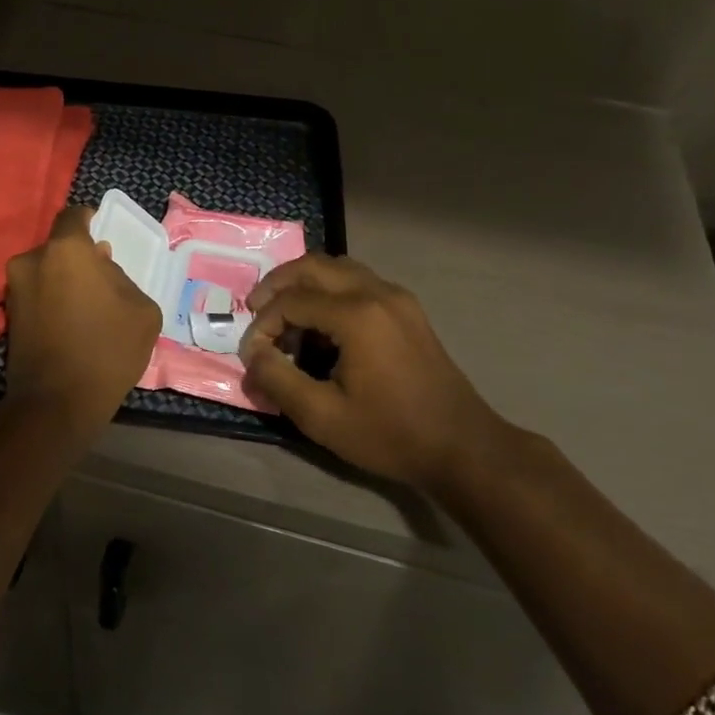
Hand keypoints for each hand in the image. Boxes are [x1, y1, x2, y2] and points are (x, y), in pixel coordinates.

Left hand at [5, 205, 161, 425]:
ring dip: (64, 280)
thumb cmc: (107, 349)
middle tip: (102, 280)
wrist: (57, 402)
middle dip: (79, 258)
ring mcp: (14, 289)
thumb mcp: (141, 309)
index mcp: (65, 250)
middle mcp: (32, 260)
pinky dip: (51, 300)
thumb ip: (121, 277)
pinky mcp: (8, 316)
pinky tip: (70, 323)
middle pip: (59, 248)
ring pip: (46, 271)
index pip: (74, 216)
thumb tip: (102, 270)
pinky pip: (36, 294)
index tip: (102, 232)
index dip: (89, 220)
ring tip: (87, 307)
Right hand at [239, 253, 504, 490]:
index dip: (263, 324)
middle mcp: (378, 293)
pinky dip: (329, 291)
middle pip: (313, 266)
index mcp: (357, 315)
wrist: (462, 447)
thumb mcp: (322, 416)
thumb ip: (277, 379)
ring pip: (337, 268)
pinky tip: (320, 325)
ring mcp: (397, 298)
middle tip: (256, 312)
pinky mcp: (407, 310)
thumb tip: (254, 353)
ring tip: (284, 315)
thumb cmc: (390, 434)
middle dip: (277, 285)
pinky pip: (358, 282)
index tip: (252, 355)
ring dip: (304, 284)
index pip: (291, 300)